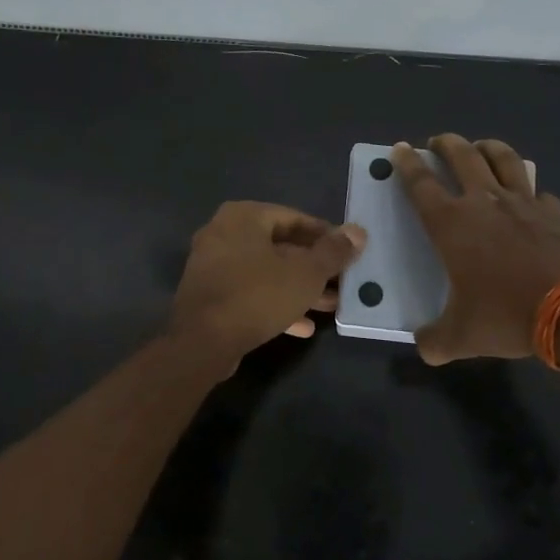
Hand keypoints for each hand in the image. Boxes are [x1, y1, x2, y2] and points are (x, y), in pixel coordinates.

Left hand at [167, 202, 365, 365]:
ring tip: (330, 306)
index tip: (348, 252)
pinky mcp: (209, 295)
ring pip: (266, 272)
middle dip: (313, 267)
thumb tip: (358, 231)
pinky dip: (275, 303)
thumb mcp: (305, 274)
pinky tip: (303, 326)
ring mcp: (213, 265)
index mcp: (244, 217)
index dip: (325, 236)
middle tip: (342, 282)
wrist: (201, 342)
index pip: (294, 218)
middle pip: (280, 246)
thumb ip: (333, 252)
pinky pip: (249, 292)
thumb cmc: (257, 295)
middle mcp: (224, 233)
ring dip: (298, 288)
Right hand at [391, 135, 559, 364]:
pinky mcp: (555, 213)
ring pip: (503, 159)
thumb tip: (424, 346)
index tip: (399, 149)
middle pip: (462, 156)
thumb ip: (435, 341)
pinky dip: (531, 191)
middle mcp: (485, 202)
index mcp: (452, 224)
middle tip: (437, 141)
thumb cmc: (507, 316)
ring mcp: (524, 203)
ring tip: (481, 146)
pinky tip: (531, 198)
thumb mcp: (462, 337)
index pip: (421, 184)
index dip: (406, 164)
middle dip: (445, 143)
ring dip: (488, 147)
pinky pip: (540, 192)